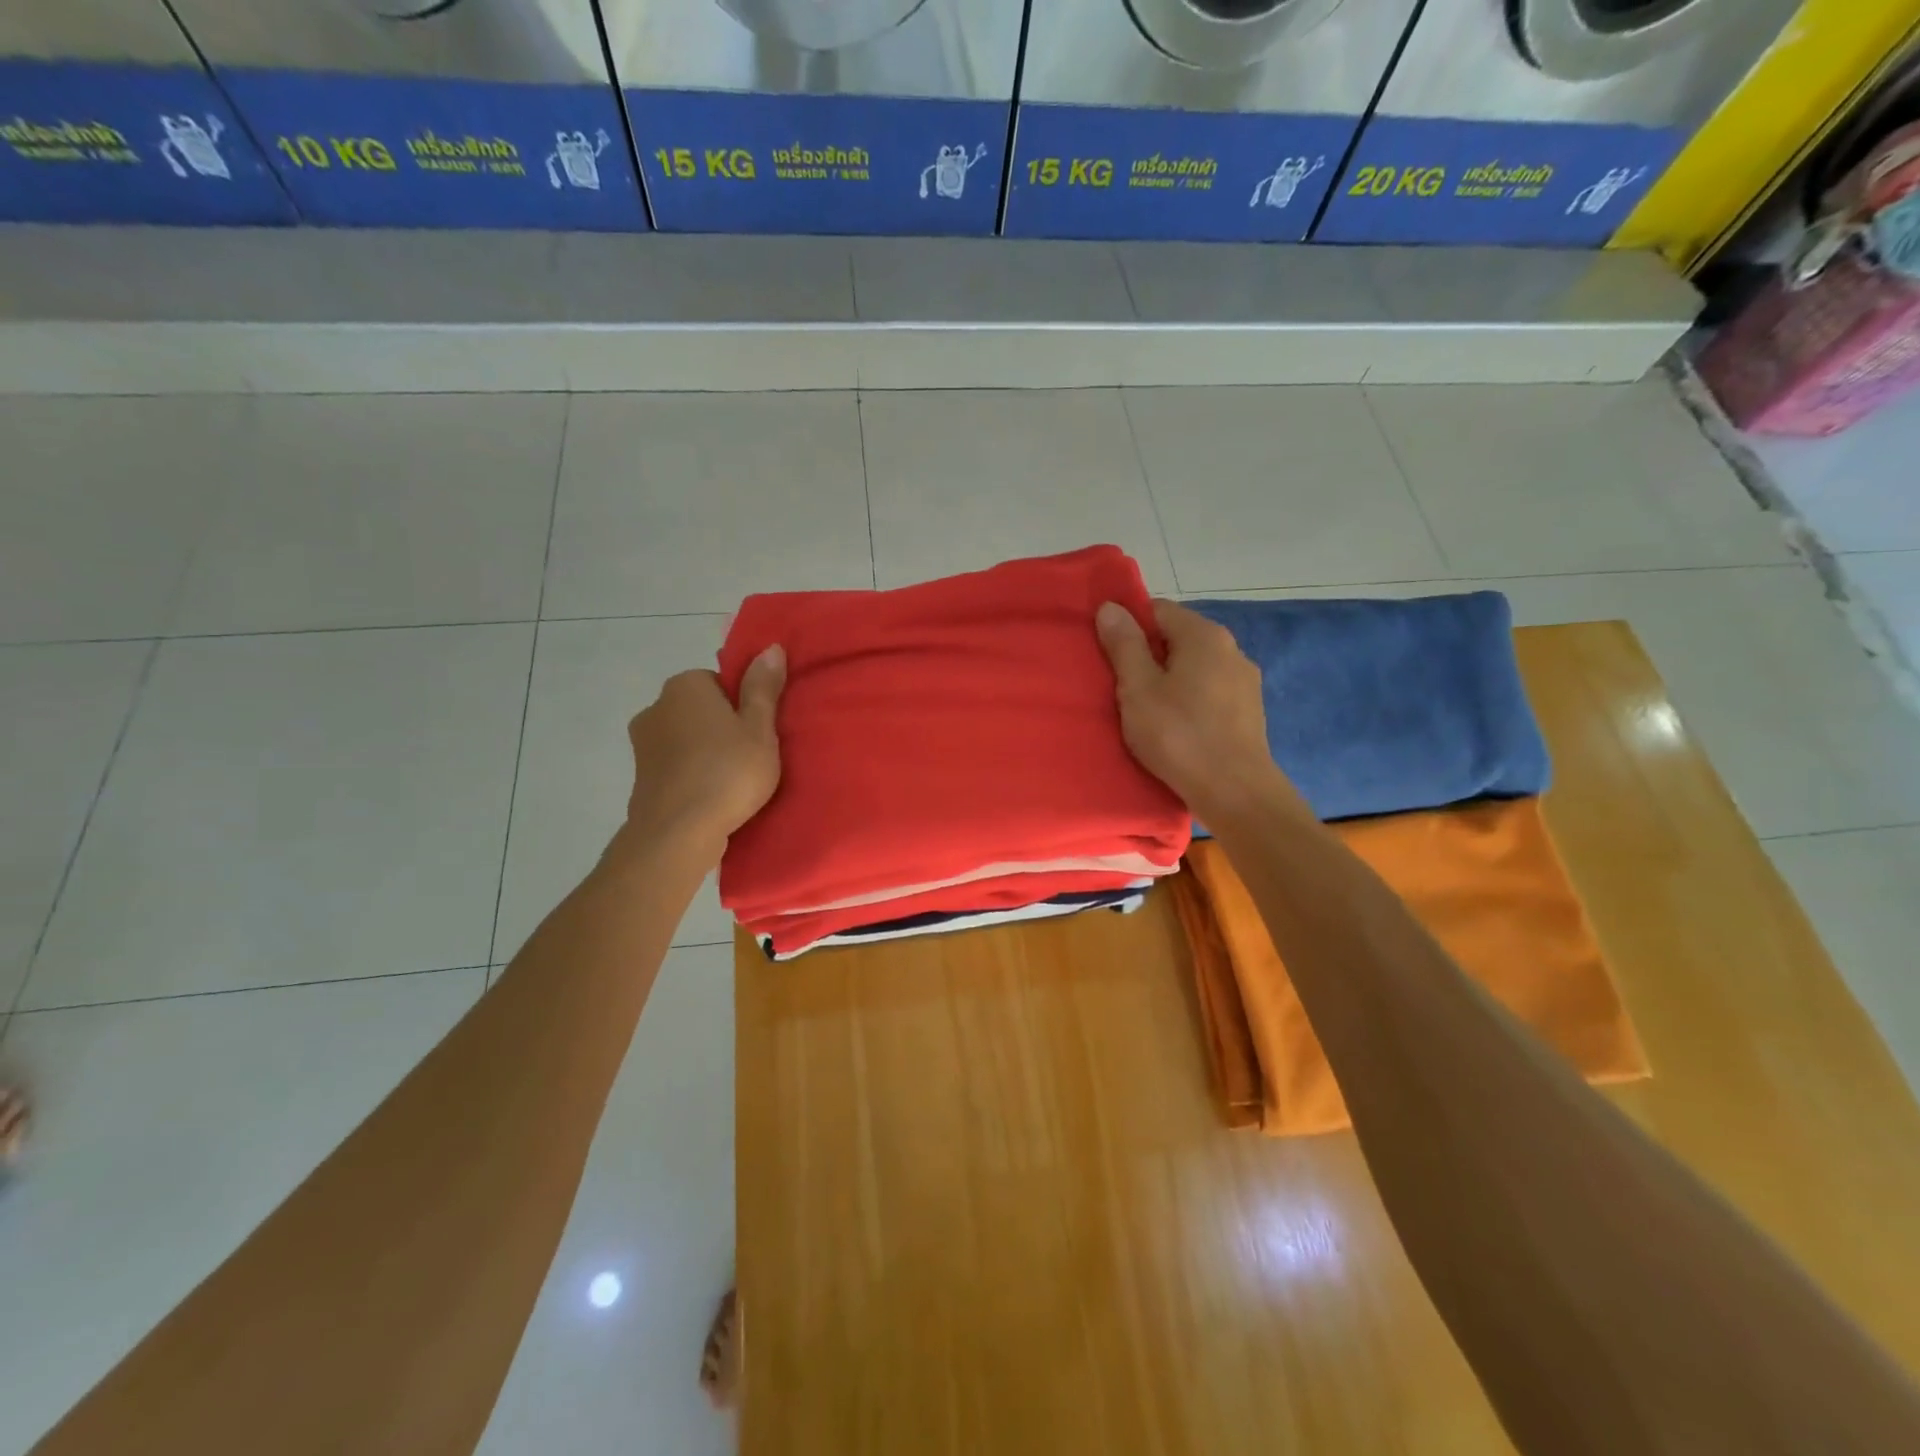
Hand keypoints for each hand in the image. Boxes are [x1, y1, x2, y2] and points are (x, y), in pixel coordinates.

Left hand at [624, 645, 785, 850]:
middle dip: (721, 728)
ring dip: (705, 753)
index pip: (719, 682)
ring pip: (686, 739)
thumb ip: (763, 688)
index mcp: (685, 685)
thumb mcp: (760, 729)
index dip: (742, 706)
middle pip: (700, 709)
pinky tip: (710, 797)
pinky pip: (675, 766)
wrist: (678, 833)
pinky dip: (691, 776)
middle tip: (750, 757)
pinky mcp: (640, 777)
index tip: (757, 732)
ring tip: (732, 782)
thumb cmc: (728, 773)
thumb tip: (771, 647)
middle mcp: (656, 706)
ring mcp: (642, 743)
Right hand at [1095, 600, 1299, 823]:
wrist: (1234, 791)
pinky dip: (1190, 701)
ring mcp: (1245, 681)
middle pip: (1178, 638)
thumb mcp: (1138, 688)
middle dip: (1149, 656)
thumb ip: (1124, 645)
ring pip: (1195, 668)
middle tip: (1123, 688)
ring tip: (1148, 712)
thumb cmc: (1179, 735)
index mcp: (1204, 635)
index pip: (1158, 610)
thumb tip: (1111, 606)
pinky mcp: (1249, 711)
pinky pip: (1210, 693)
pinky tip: (1177, 728)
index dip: (1129, 628)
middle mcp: (1231, 648)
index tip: (1109, 658)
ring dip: (1170, 681)